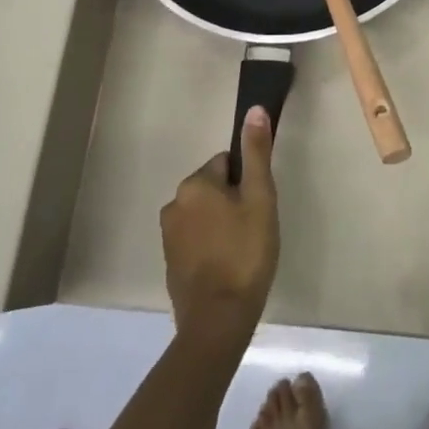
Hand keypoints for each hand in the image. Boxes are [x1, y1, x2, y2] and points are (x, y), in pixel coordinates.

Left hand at [161, 108, 279, 345]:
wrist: (218, 319)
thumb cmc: (245, 253)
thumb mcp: (260, 198)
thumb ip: (256, 153)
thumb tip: (254, 109)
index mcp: (194, 184)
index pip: (226, 163)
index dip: (247, 182)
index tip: (258, 206)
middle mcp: (174, 203)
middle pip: (213, 188)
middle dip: (232, 202)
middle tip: (253, 229)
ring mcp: (168, 235)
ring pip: (204, 214)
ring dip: (221, 224)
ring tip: (242, 250)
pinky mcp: (169, 262)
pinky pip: (195, 240)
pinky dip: (210, 246)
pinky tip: (227, 266)